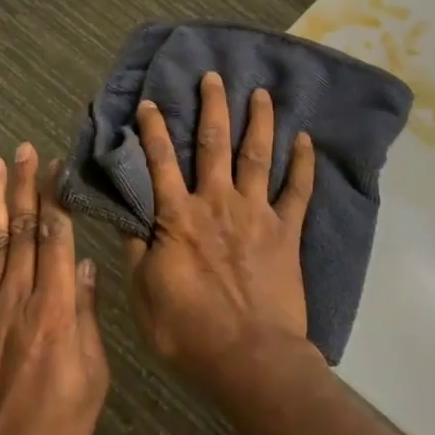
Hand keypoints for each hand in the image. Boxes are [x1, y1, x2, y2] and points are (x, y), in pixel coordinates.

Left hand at [0, 144, 108, 434]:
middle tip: (26, 149)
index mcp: (56, 311)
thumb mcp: (92, 380)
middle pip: (22, 229)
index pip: (56, 239)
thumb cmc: (53, 432)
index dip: (56, 199)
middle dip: (25, 186)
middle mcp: (19, 298)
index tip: (58, 167)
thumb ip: (87, 320)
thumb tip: (88, 268)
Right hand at [122, 72, 317, 394]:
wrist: (250, 358)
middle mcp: (217, 204)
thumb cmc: (189, 332)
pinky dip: (304, 164)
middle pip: (213, 145)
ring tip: (261, 93)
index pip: (160, 163)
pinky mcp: (287, 232)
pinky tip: (307, 140)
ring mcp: (257, 214)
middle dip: (212, 107)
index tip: (151, 103)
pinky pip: (299, 191)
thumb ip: (137, 251)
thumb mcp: (144, 294)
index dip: (153, 131)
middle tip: (214, 77)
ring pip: (258, 156)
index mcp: (178, 218)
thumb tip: (128, 216)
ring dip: (259, 122)